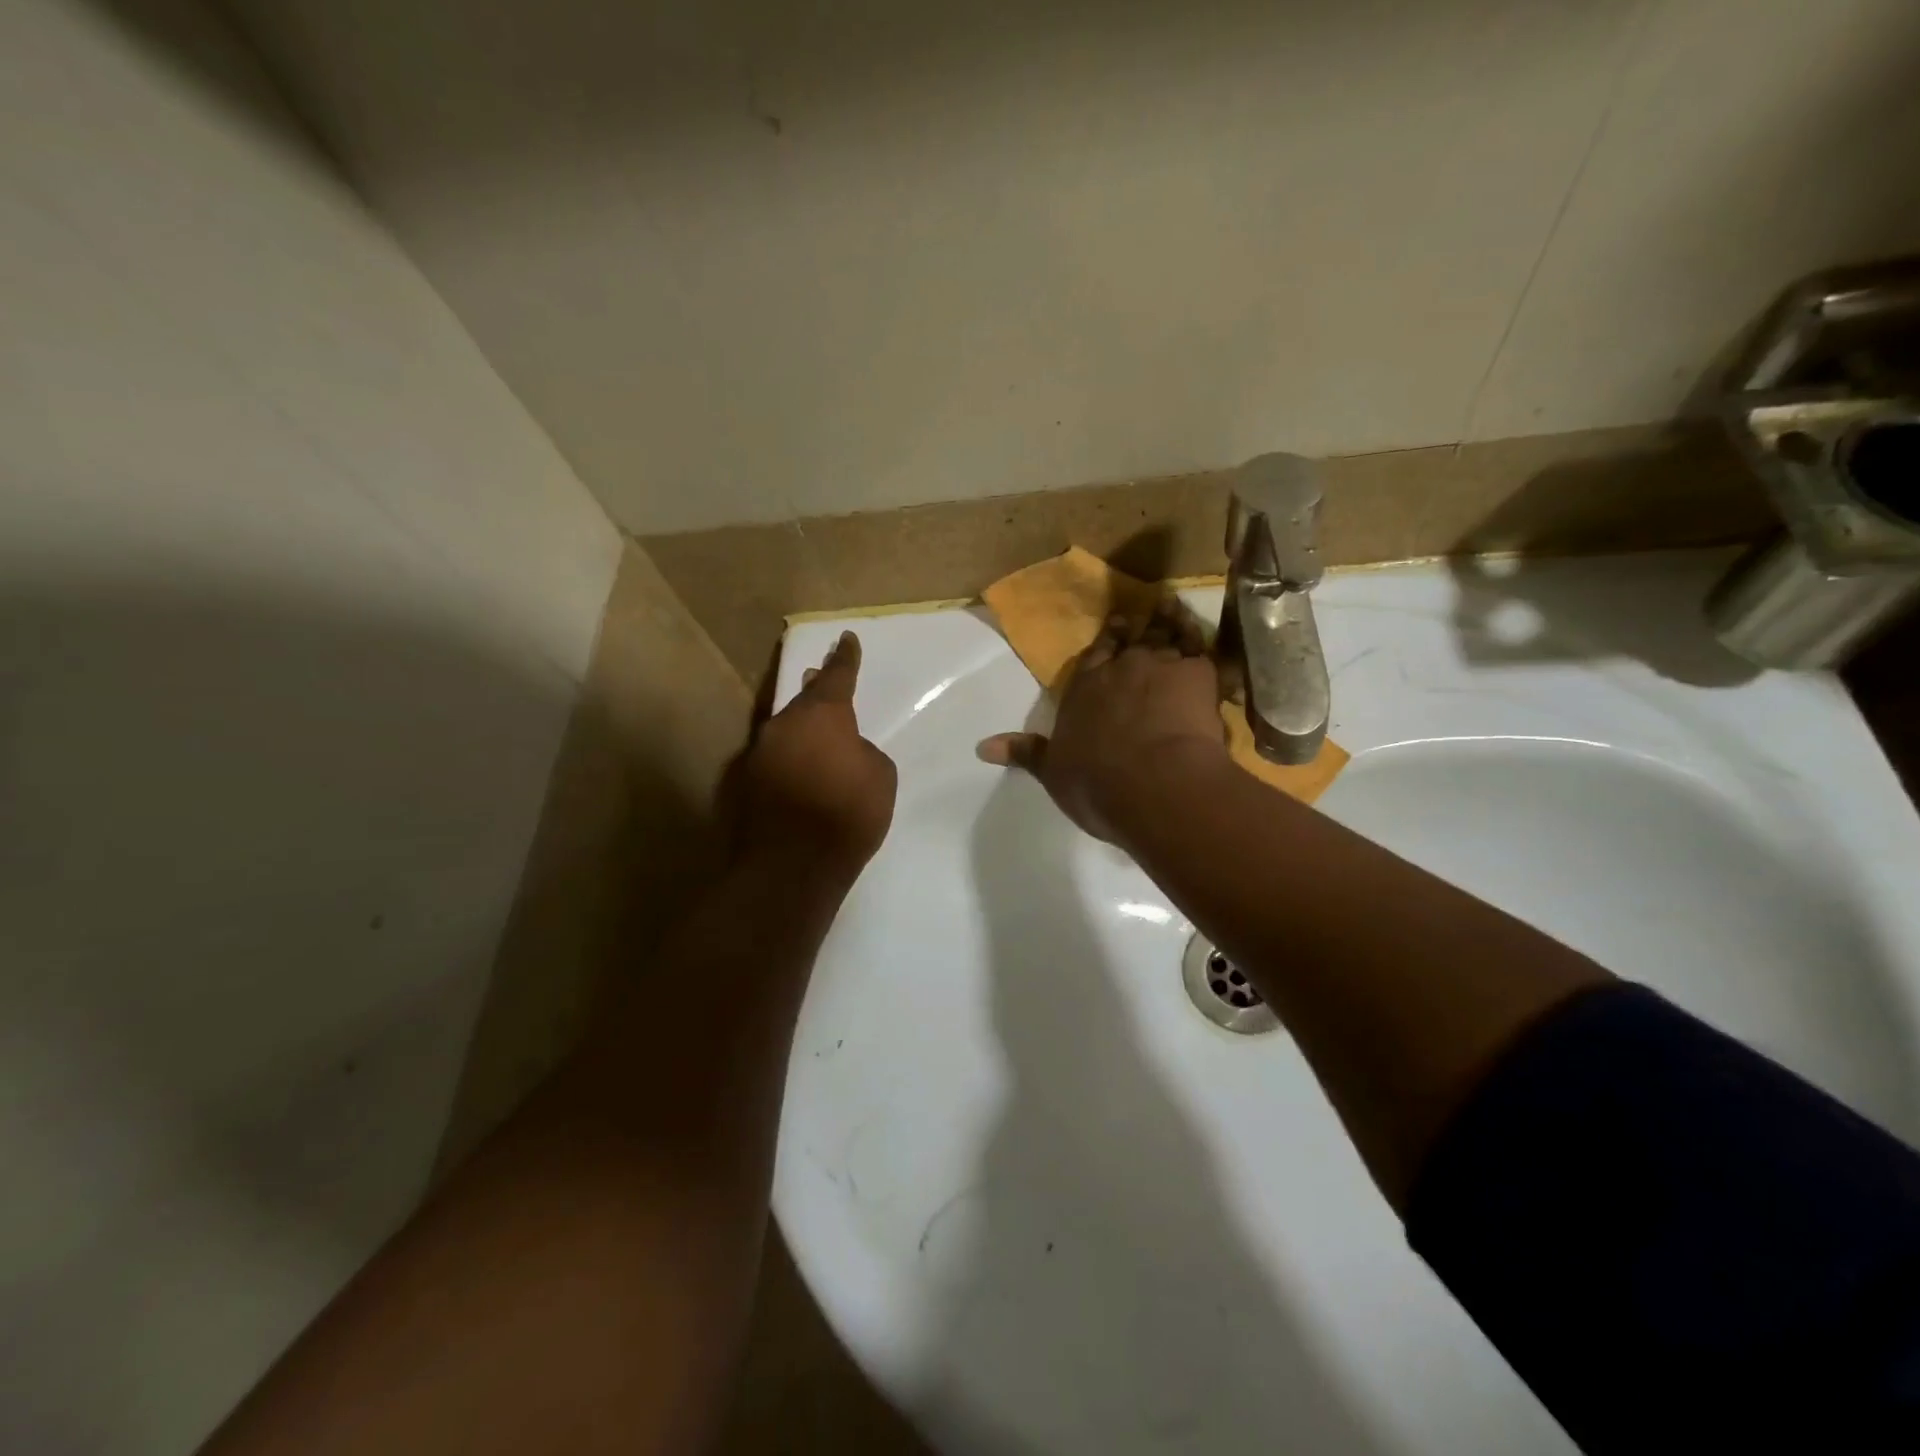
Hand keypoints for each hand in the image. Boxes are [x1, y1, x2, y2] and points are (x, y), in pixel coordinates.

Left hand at [733, 631, 897, 876]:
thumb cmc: (848, 814)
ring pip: (784, 729)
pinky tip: (797, 776)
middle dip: (816, 690)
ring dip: (799, 729)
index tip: (846, 638)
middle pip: (803, 699)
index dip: (845, 657)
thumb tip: (844, 750)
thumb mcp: (879, 775)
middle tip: (821, 679)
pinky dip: (787, 762)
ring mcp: (759, 752)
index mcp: (823, 715)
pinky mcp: (743, 783)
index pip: (838, 675)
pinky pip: (773, 760)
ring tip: (813, 734)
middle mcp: (785, 724)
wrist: (792, 865)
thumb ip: (862, 751)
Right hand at [977, 609, 1228, 843]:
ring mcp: (1159, 667)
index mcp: (1083, 690)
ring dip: (1169, 622)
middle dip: (1135, 628)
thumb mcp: (1052, 772)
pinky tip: (1206, 635)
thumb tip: (981, 747)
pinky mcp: (1196, 674)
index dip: (1105, 641)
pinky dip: (1202, 639)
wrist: (1152, 784)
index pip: (1093, 657)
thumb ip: (1024, 753)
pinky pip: (1201, 649)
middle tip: (1143, 612)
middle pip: (1129, 642)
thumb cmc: (1096, 784)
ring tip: (1172, 609)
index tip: (1114, 625)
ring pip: (1165, 636)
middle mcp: (1119, 670)